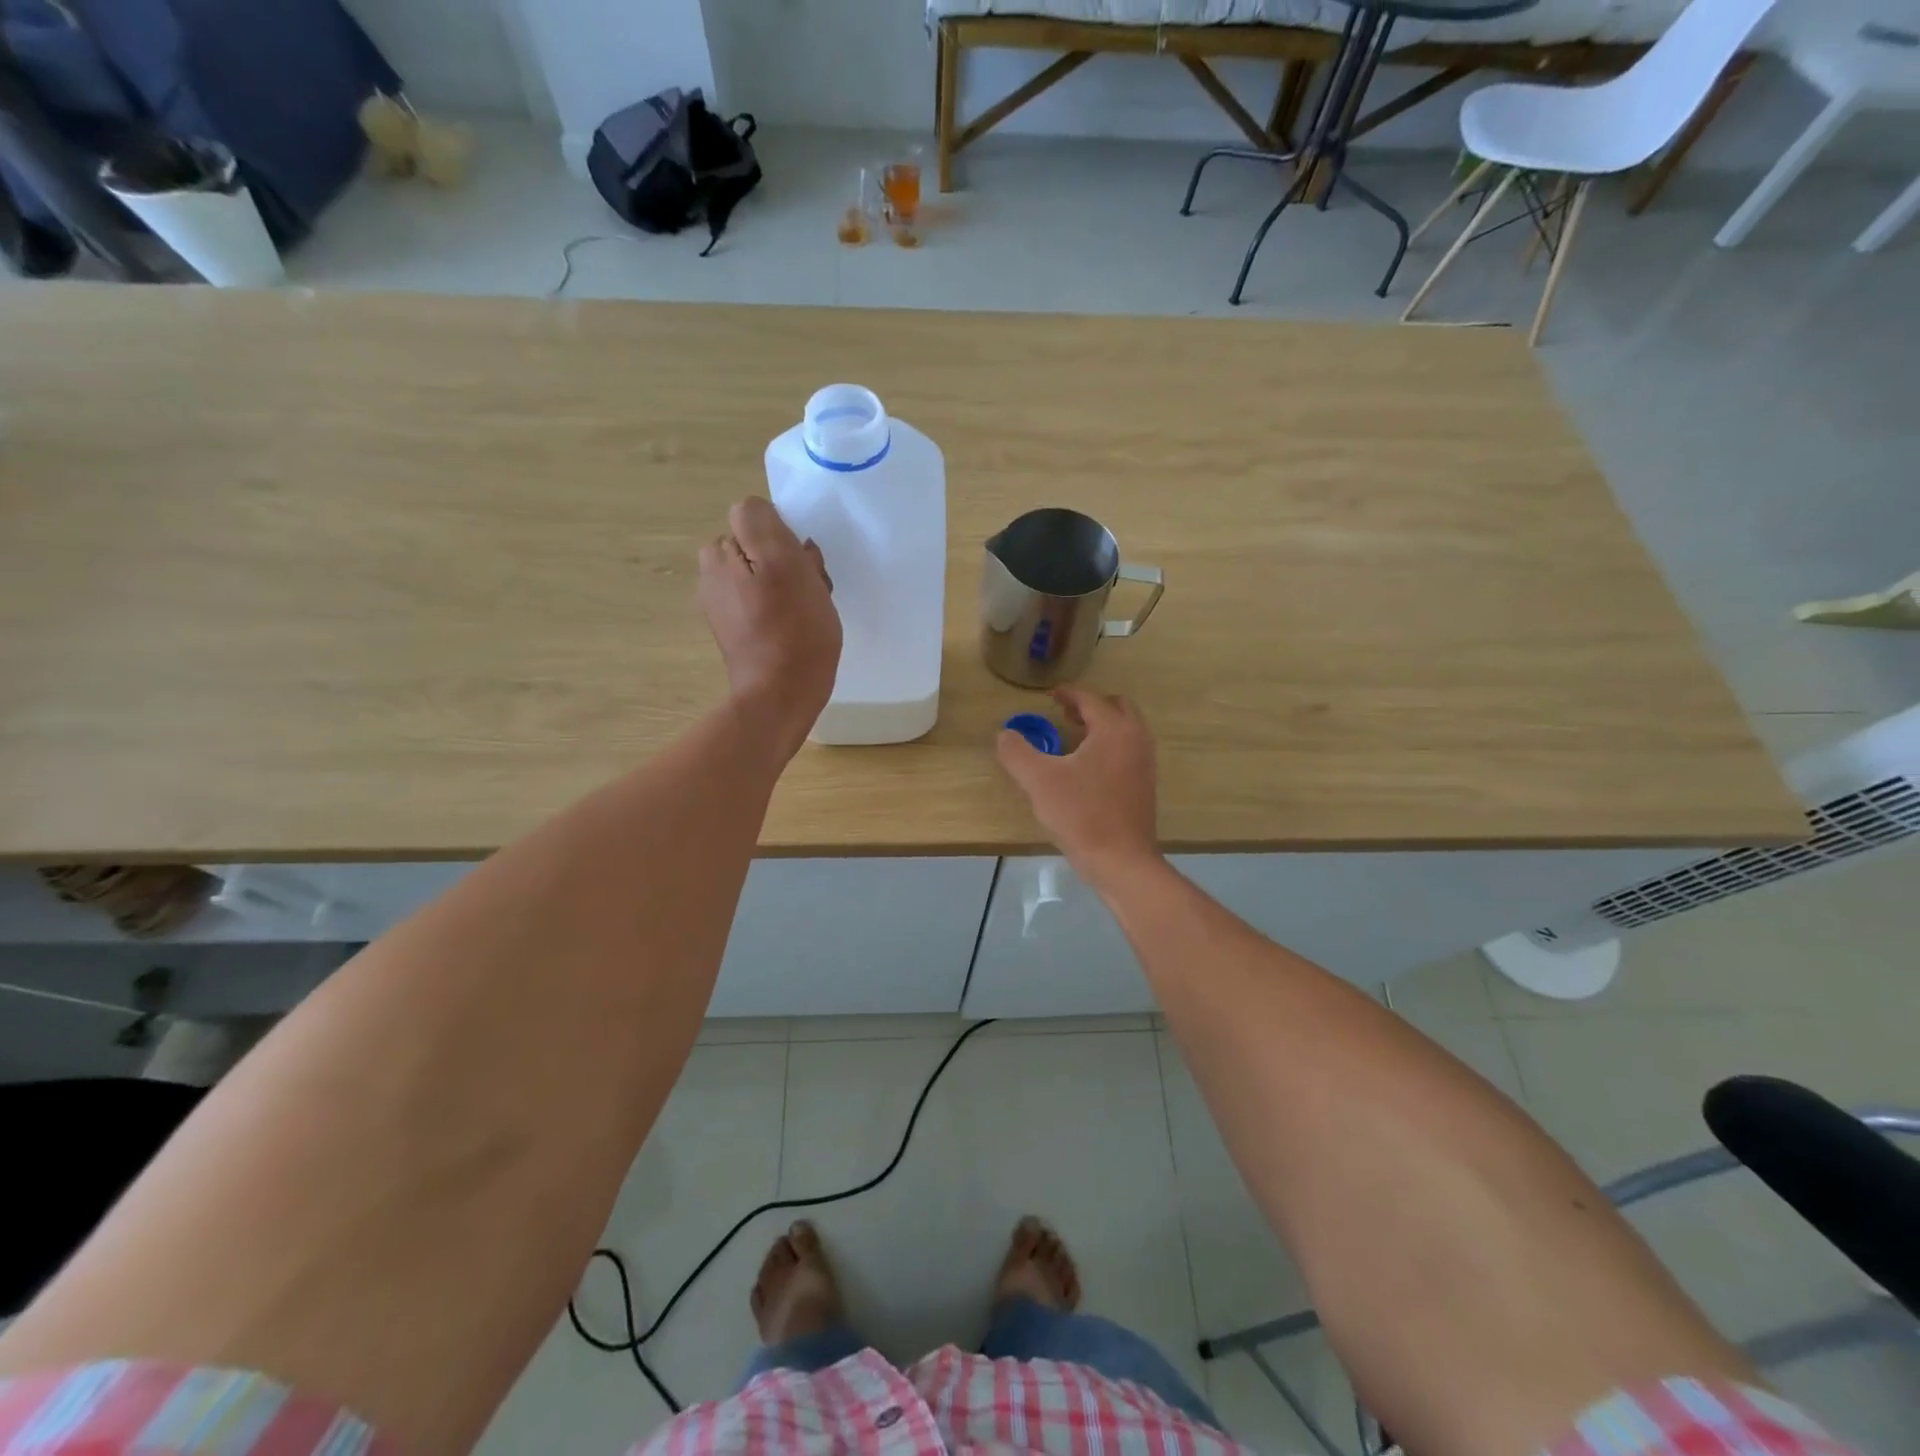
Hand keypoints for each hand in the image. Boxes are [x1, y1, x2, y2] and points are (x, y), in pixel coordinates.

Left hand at [698, 497, 840, 760]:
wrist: (782, 696)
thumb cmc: (791, 629)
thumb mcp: (783, 562)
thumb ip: (762, 523)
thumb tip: (759, 514)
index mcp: (718, 554)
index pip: (757, 519)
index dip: (785, 537)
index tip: (802, 564)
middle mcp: (713, 575)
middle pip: (761, 547)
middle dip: (789, 561)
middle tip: (810, 589)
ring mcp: (724, 606)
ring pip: (768, 575)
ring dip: (792, 585)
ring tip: (809, 611)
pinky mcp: (739, 632)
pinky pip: (766, 603)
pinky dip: (785, 610)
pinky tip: (799, 629)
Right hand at [995, 686, 1160, 886]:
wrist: (1122, 861)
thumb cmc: (1081, 815)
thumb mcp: (1039, 781)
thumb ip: (1017, 752)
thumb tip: (1004, 735)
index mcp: (1114, 729)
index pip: (1090, 698)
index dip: (1067, 693)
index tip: (1050, 697)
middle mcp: (1136, 739)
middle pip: (1116, 707)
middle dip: (1090, 705)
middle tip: (1064, 714)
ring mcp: (1145, 763)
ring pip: (1125, 729)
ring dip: (1101, 726)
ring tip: (1073, 739)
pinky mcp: (1145, 785)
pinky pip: (1128, 750)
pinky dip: (1109, 746)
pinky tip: (1086, 769)